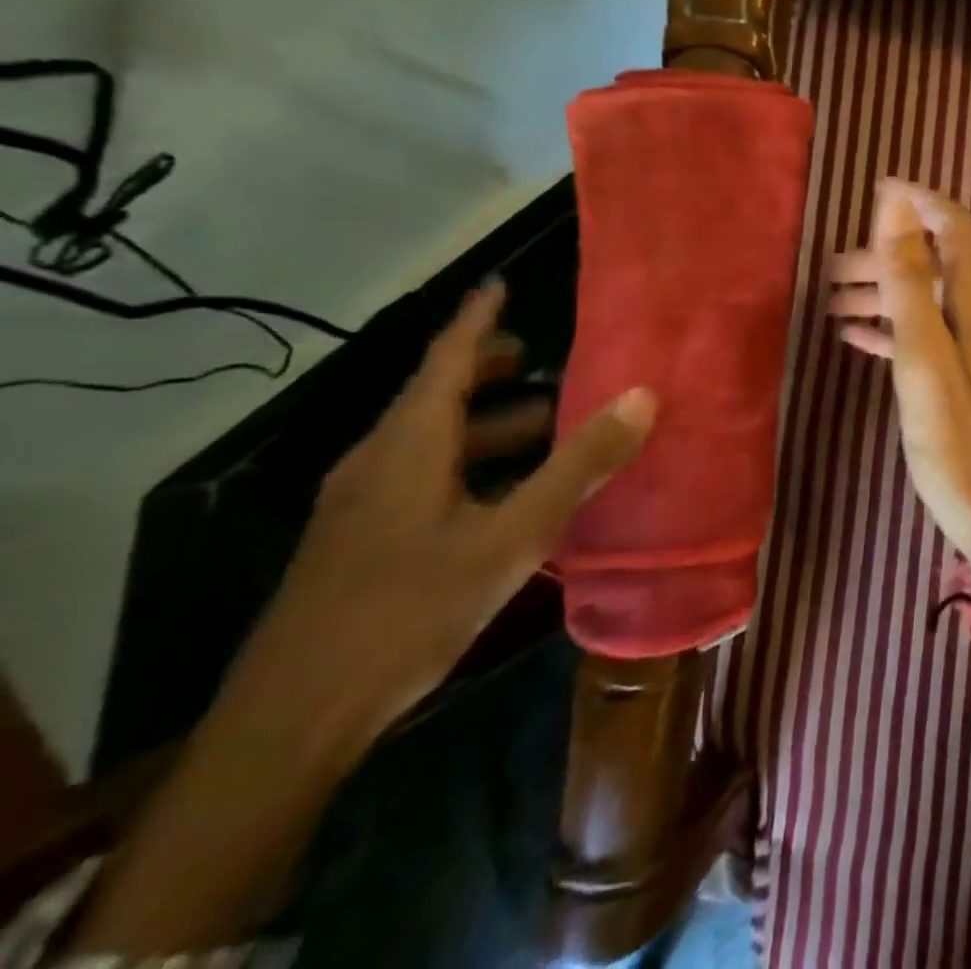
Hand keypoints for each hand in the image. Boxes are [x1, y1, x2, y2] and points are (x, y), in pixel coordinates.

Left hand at [68, 283, 656, 956]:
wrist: (291, 722)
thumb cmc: (409, 611)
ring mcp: (359, 504)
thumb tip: (643, 396)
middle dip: (487, 371)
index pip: (447, 357)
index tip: (500, 284)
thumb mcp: (513, 535)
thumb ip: (579, 465)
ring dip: (485, 424)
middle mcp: (378, 460)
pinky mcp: (356, 542)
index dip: (478, 318)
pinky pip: (420, 476)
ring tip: (542, 427)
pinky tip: (502, 497)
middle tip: (539, 359)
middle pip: (435, 395)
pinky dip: (467, 463)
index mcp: (410, 444)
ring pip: (430, 440)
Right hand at [828, 180, 970, 597]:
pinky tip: (854, 338)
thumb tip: (898, 203)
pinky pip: (922, 337)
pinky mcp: (961, 380)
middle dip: (886, 255)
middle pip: (934, 264)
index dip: (919, 202)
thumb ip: (909, 278)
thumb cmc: (957, 437)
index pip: (956, 228)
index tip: (876, 190)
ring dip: (882, 293)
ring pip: (925, 301)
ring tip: (832, 302)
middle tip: (832, 269)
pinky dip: (890, 328)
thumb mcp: (924, 353)